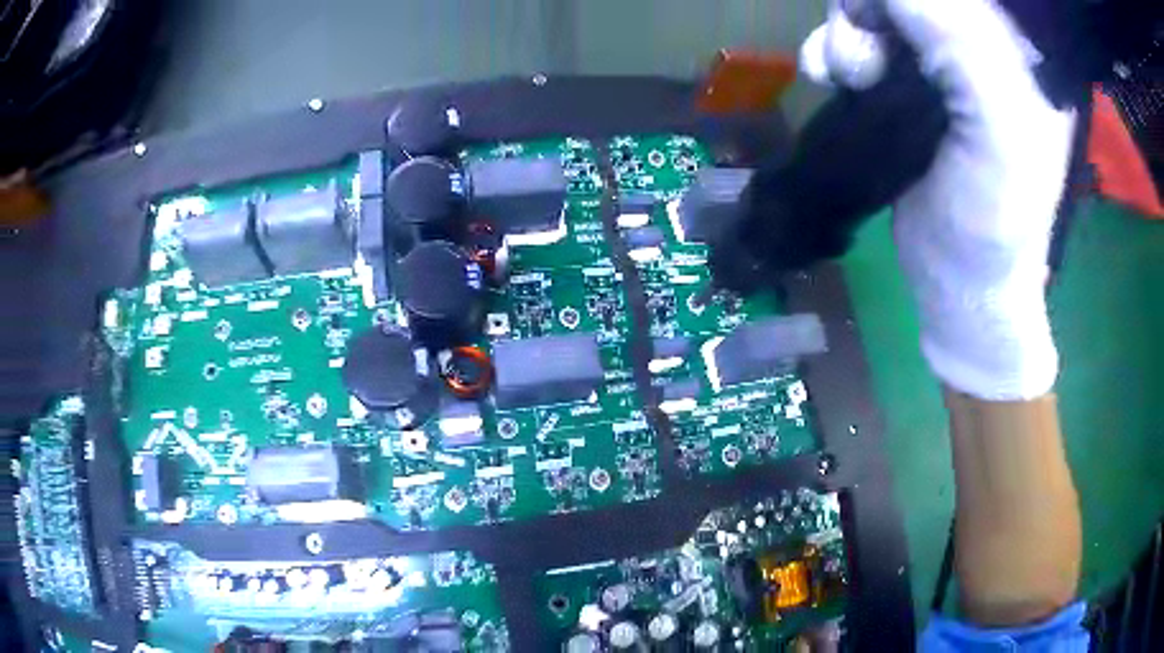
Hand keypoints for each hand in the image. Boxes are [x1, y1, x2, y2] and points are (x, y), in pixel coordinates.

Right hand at [806, 0, 1076, 399]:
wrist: (960, 286)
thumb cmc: (995, 222)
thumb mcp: (999, 132)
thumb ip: (962, 46)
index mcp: (1014, 52)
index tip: (885, 20)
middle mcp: (976, 46)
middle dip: (869, 10)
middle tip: (863, 60)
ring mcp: (937, 66)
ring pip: (875, 12)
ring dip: (845, 33)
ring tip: (847, 77)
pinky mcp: (904, 89)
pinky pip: (857, 43)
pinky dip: (831, 51)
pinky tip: (827, 77)